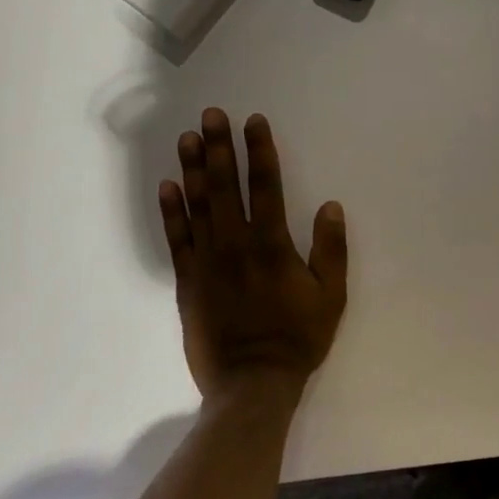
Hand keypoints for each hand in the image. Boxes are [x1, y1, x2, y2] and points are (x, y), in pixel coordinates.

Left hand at [159, 109, 348, 404]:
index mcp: (272, 245)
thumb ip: (331, 250)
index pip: (265, 186)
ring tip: (187, 138)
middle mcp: (235, 245)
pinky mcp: (188, 283)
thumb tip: (331, 206)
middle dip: (219, 148)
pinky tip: (167, 187)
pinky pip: (177, 240)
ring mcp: (207, 262)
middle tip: (211, 115)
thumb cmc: (297, 338)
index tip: (253, 121)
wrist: (252, 383)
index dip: (259, 151)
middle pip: (224, 187)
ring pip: (197, 206)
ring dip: (192, 170)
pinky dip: (171, 212)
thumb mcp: (331, 297)